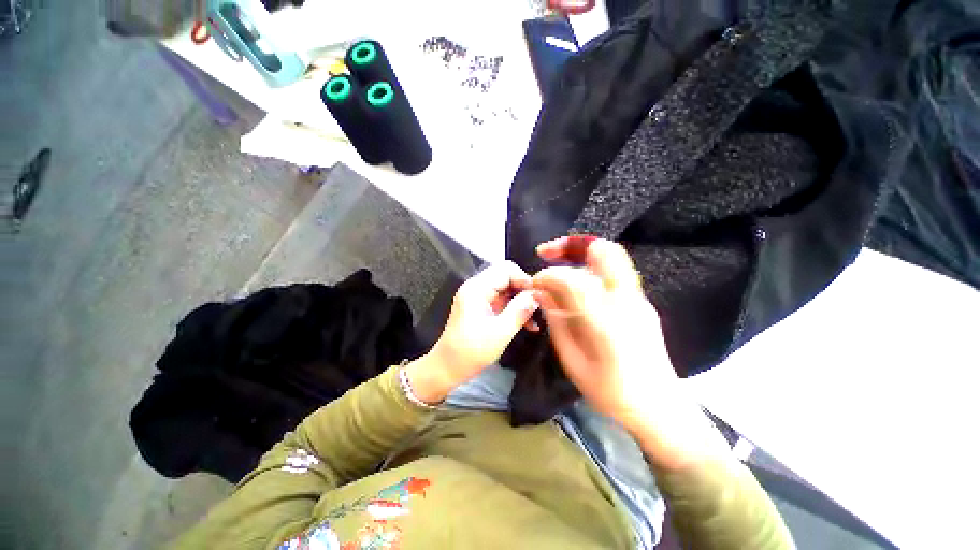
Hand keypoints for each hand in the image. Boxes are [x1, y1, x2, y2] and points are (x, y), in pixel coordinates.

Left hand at [407, 262, 539, 403]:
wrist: (447, 368)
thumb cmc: (471, 352)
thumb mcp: (500, 332)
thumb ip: (520, 311)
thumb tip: (537, 295)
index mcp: (476, 289)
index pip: (506, 269)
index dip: (524, 279)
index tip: (539, 296)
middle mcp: (476, 287)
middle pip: (506, 276)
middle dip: (524, 290)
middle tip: (539, 306)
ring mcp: (478, 296)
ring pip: (506, 288)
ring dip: (521, 301)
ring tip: (536, 318)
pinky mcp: (481, 306)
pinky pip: (502, 300)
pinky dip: (514, 308)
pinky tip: (528, 324)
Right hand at [531, 237, 676, 432]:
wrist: (658, 408)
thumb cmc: (610, 392)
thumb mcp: (572, 360)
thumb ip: (556, 321)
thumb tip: (542, 293)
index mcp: (606, 322)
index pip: (573, 280)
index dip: (548, 275)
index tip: (534, 282)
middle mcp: (627, 302)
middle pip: (604, 251)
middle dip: (570, 245)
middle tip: (547, 252)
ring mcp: (638, 299)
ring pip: (611, 256)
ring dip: (580, 254)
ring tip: (558, 263)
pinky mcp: (641, 302)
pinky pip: (613, 273)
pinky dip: (589, 268)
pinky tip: (575, 283)